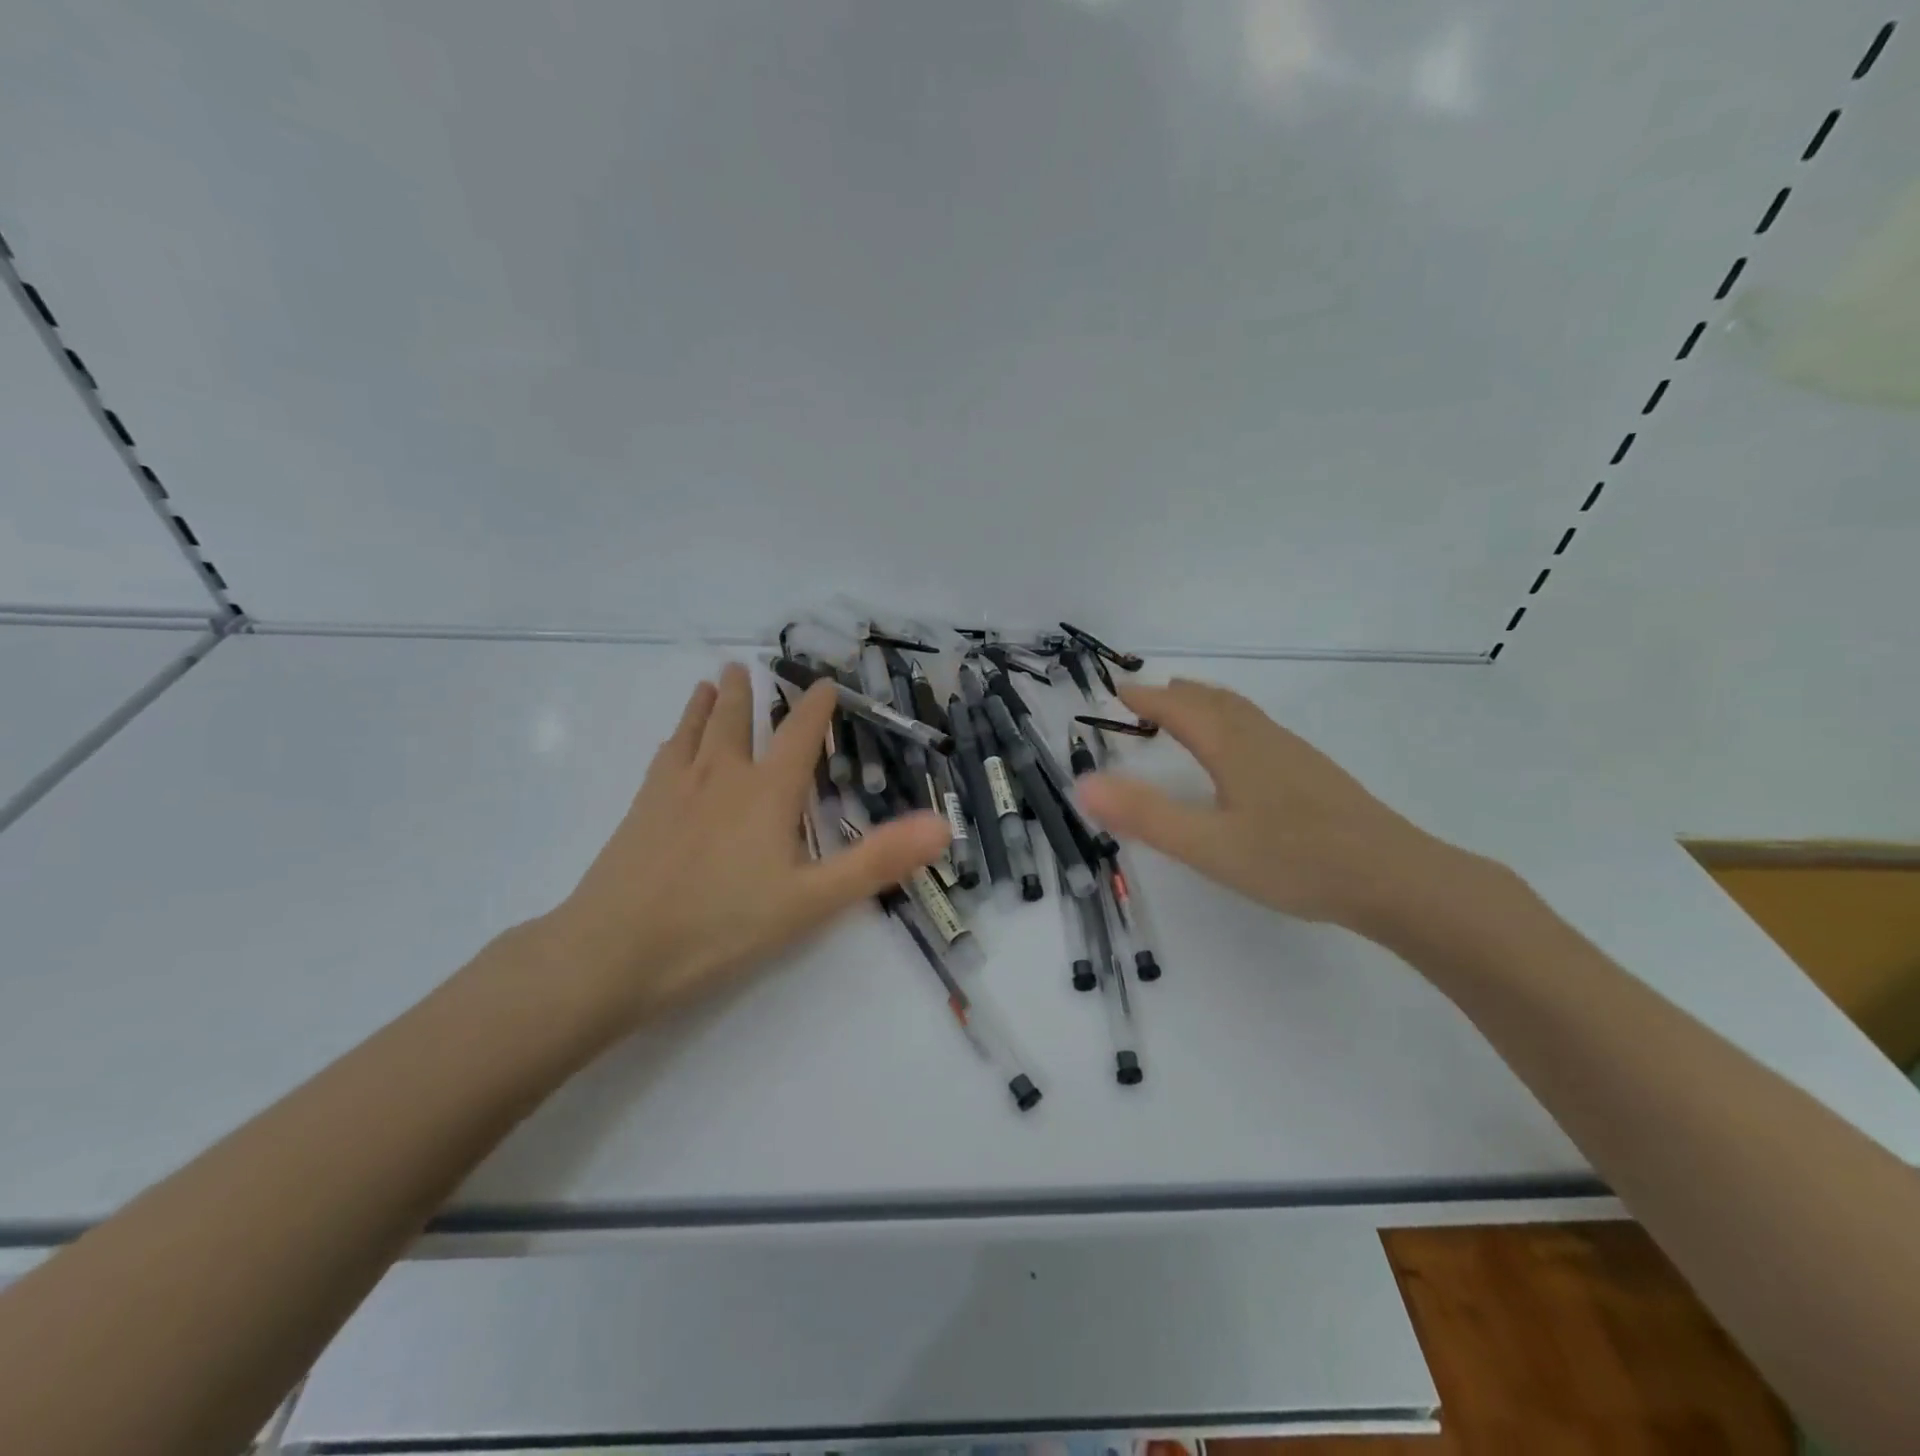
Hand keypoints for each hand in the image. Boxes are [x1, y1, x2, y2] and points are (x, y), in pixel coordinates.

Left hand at [531, 664, 949, 1030]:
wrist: (614, 951)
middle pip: (736, 721)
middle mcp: (721, 776)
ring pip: (694, 732)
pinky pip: (663, 758)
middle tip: (744, 667)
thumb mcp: (811, 900)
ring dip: (705, 705)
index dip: (816, 708)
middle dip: (745, 694)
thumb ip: (877, 861)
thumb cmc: (721, 925)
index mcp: (767, 792)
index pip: (799, 735)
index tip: (826, 684)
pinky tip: (670, 745)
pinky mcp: (640, 810)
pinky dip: (674, 739)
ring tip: (708, 683)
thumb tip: (943, 825)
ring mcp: (674, 790)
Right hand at [1077, 678, 1462, 936]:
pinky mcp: (1315, 775)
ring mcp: (1294, 755)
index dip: (1146, 699)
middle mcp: (1262, 739)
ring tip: (1188, 712)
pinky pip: (1260, 730)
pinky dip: (1233, 722)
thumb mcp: (1208, 846)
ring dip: (1207, 704)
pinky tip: (1242, 754)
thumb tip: (1083, 784)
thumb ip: (1145, 815)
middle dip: (1176, 695)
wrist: (1394, 878)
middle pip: (1214, 701)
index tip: (1118, 691)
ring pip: (1242, 714)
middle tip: (1148, 697)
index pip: (1180, 709)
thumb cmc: (1294, 860)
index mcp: (1233, 747)